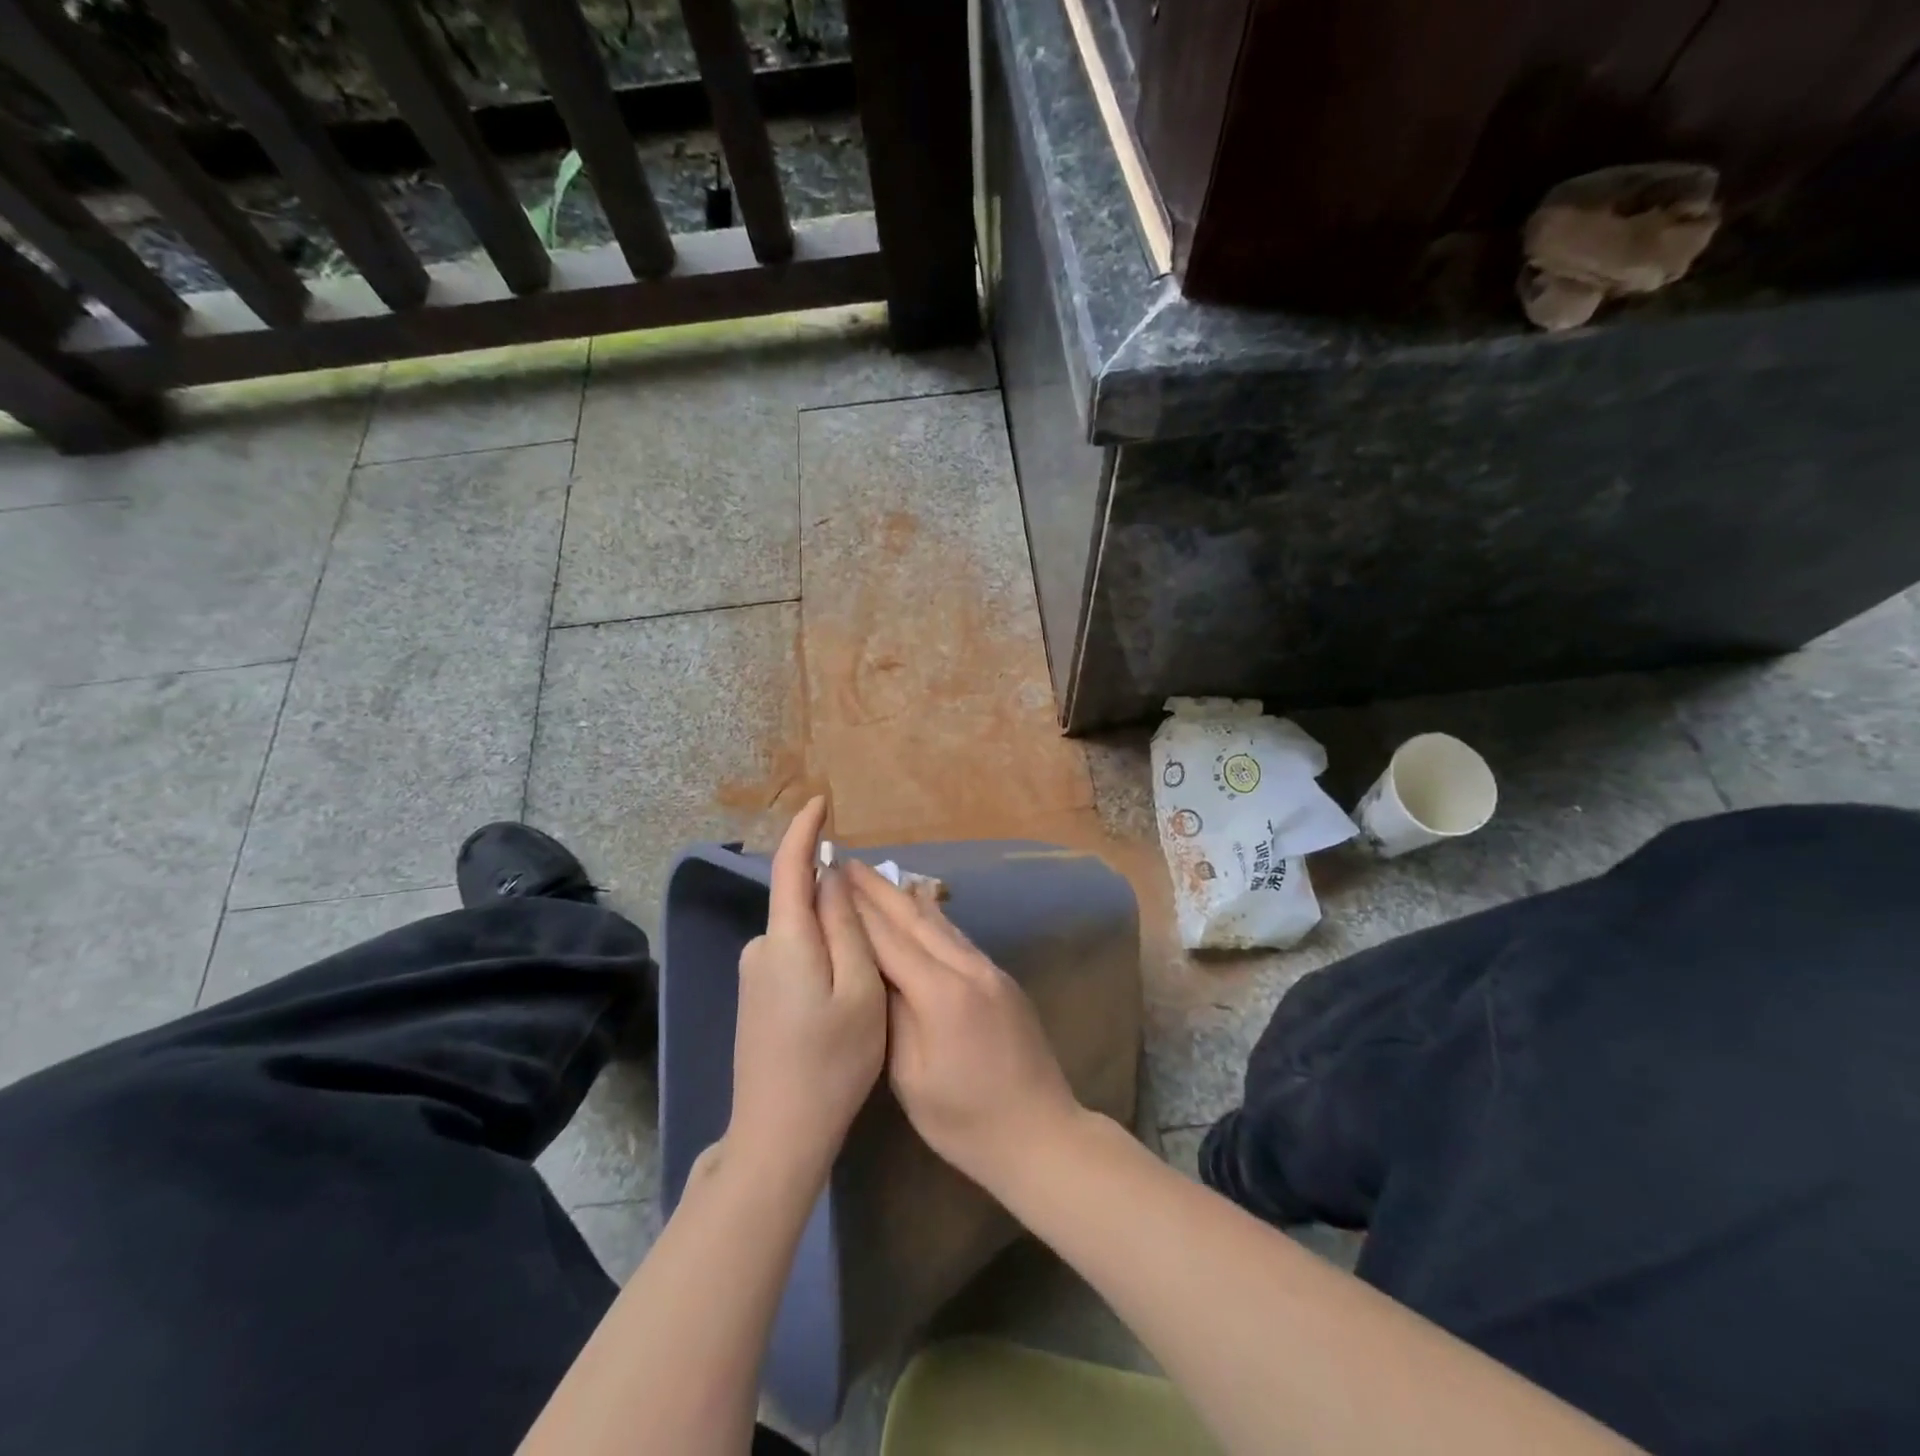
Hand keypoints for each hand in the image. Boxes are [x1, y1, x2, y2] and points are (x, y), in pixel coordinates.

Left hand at [727, 797, 885, 1180]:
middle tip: (885, 926)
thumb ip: (848, 927)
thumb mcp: (859, 989)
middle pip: (802, 901)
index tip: (822, 801)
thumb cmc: (831, 1062)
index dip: (804, 830)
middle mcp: (761, 948)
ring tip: (872, 973)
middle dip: (838, 897)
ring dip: (836, 935)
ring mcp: (755, 975)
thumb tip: (833, 877)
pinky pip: (796, 955)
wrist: (778, 1136)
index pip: (789, 866)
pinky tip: (845, 994)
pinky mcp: (756, 997)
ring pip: (804, 933)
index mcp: (786, 939)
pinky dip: (824, 956)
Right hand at [845, 859, 1082, 1194]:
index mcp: (941, 994)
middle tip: (847, 863)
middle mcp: (968, 969)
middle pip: (916, 919)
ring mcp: (990, 971)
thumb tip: (874, 973)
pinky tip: (921, 909)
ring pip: (940, 924)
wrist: (1042, 1133)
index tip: (829, 881)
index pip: (889, 940)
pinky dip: (932, 919)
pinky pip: (958, 939)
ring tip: (876, 878)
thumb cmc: (966, 1121)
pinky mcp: (1002, 980)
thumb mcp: (912, 1079)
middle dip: (879, 891)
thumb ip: (892, 1017)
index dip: (857, 911)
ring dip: (905, 898)